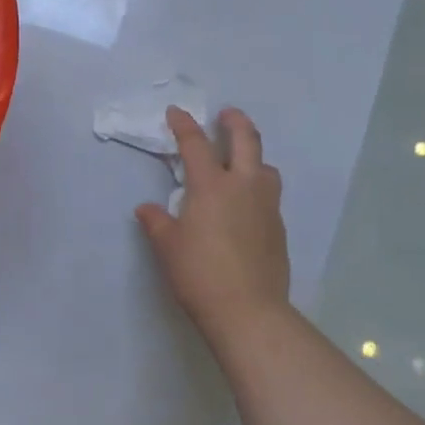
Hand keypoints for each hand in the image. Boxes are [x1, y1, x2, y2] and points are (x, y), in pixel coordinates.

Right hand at [136, 106, 290, 337]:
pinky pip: (270, 194)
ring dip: (253, 155)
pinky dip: (258, 186)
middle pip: (246, 141)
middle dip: (235, 122)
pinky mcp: (278, 228)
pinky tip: (246, 203)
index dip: (184, 125)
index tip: (176, 112)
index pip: (195, 144)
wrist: (248, 312)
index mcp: (211, 187)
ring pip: (265, 166)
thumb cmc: (200, 274)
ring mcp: (266, 206)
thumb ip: (157, 223)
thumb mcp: (168, 247)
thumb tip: (146, 209)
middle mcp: (243, 187)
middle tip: (226, 114)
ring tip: (241, 160)